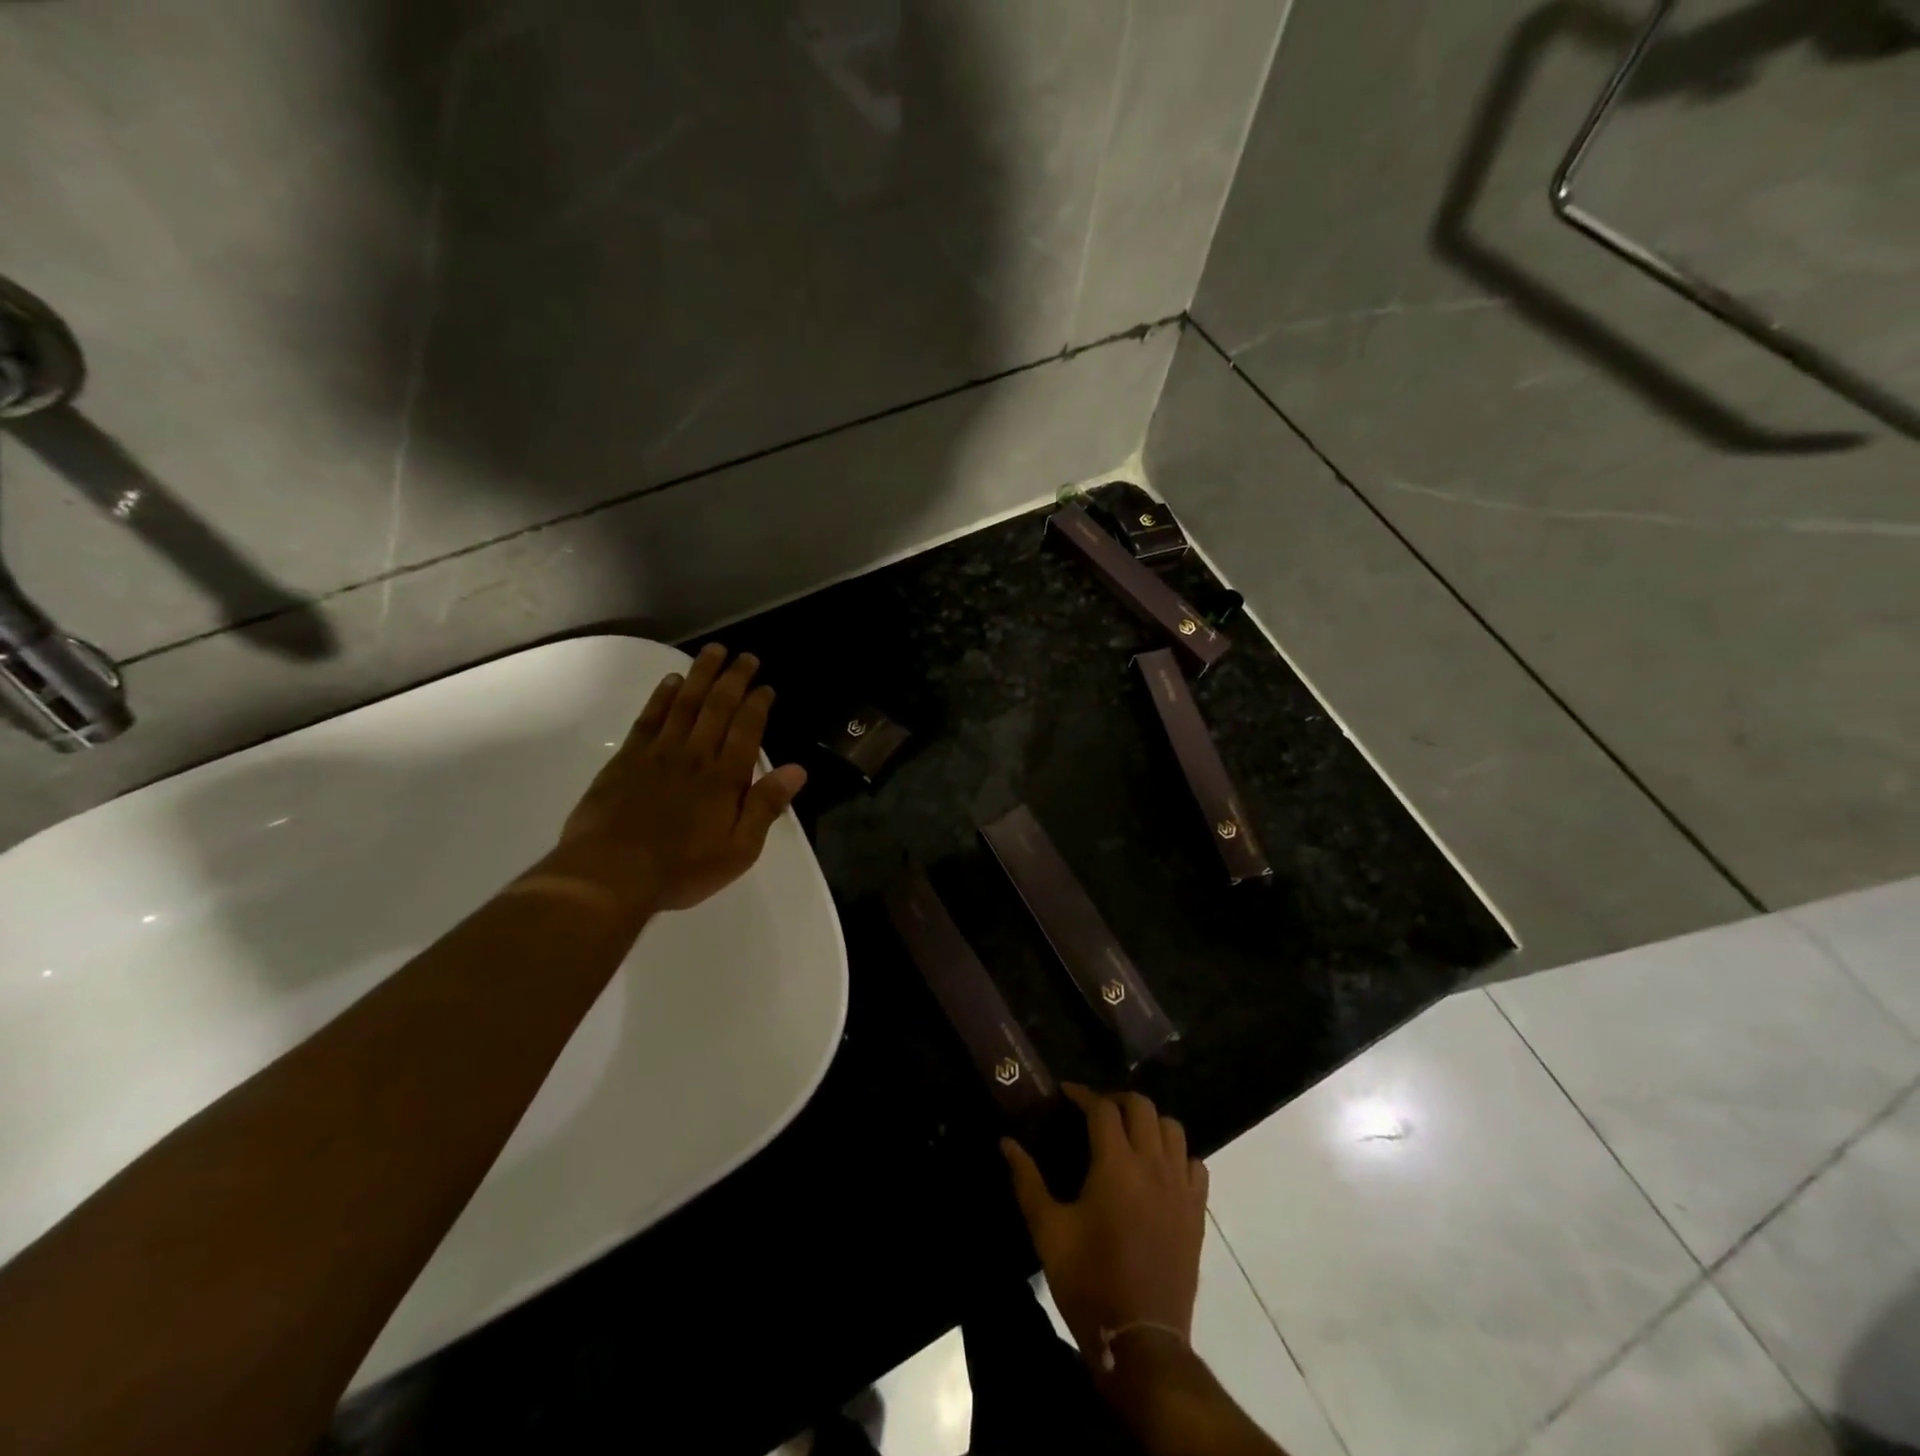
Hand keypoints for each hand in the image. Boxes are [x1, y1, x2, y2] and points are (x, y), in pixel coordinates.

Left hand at [543, 644, 807, 914]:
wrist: (608, 875)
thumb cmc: (681, 869)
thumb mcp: (739, 850)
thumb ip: (766, 807)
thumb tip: (797, 770)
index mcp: (725, 778)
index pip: (746, 730)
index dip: (758, 705)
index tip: (766, 686)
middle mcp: (694, 755)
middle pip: (717, 707)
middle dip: (734, 679)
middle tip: (745, 656)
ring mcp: (658, 753)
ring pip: (685, 704)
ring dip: (700, 675)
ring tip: (713, 652)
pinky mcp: (627, 759)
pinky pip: (650, 718)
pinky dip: (662, 696)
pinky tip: (672, 681)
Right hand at [1002, 1085, 1208, 1370]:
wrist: (1140, 1341)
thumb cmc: (1088, 1281)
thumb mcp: (1048, 1230)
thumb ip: (1027, 1180)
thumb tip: (1006, 1142)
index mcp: (1116, 1165)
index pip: (1102, 1108)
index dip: (1082, 1094)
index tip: (1065, 1093)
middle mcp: (1152, 1165)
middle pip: (1142, 1107)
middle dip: (1117, 1100)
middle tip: (1094, 1111)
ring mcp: (1180, 1188)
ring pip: (1173, 1129)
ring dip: (1149, 1122)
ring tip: (1128, 1135)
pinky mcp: (1197, 1213)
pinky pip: (1195, 1165)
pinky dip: (1177, 1155)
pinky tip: (1159, 1168)